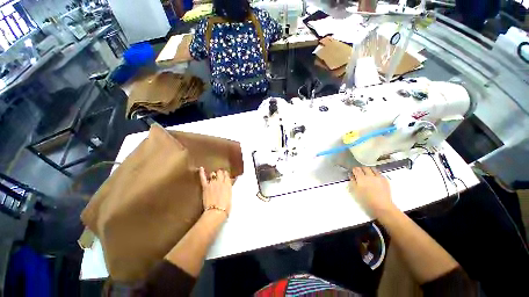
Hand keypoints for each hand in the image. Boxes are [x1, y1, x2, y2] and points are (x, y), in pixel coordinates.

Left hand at [199, 167, 231, 217]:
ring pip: (213, 173)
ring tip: (213, 175)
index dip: (226, 174)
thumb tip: (229, 184)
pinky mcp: (206, 186)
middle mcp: (221, 181)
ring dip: (213, 174)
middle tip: (219, 174)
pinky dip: (202, 173)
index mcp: (228, 184)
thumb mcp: (230, 196)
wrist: (216, 212)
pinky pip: (203, 178)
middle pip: (220, 172)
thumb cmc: (225, 207)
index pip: (227, 175)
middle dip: (220, 172)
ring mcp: (213, 183)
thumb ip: (229, 188)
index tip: (225, 174)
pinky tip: (201, 168)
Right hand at [349, 167, 393, 216]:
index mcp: (361, 178)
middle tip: (359, 172)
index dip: (354, 170)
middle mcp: (370, 175)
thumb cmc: (366, 200)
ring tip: (367, 173)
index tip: (353, 172)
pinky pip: (379, 173)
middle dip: (361, 169)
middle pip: (364, 167)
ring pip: (372, 168)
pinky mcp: (385, 180)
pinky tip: (374, 178)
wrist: (382, 206)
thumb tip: (351, 175)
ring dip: (368, 169)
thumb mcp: (355, 191)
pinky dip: (375, 173)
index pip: (356, 169)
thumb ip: (352, 182)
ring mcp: (378, 177)